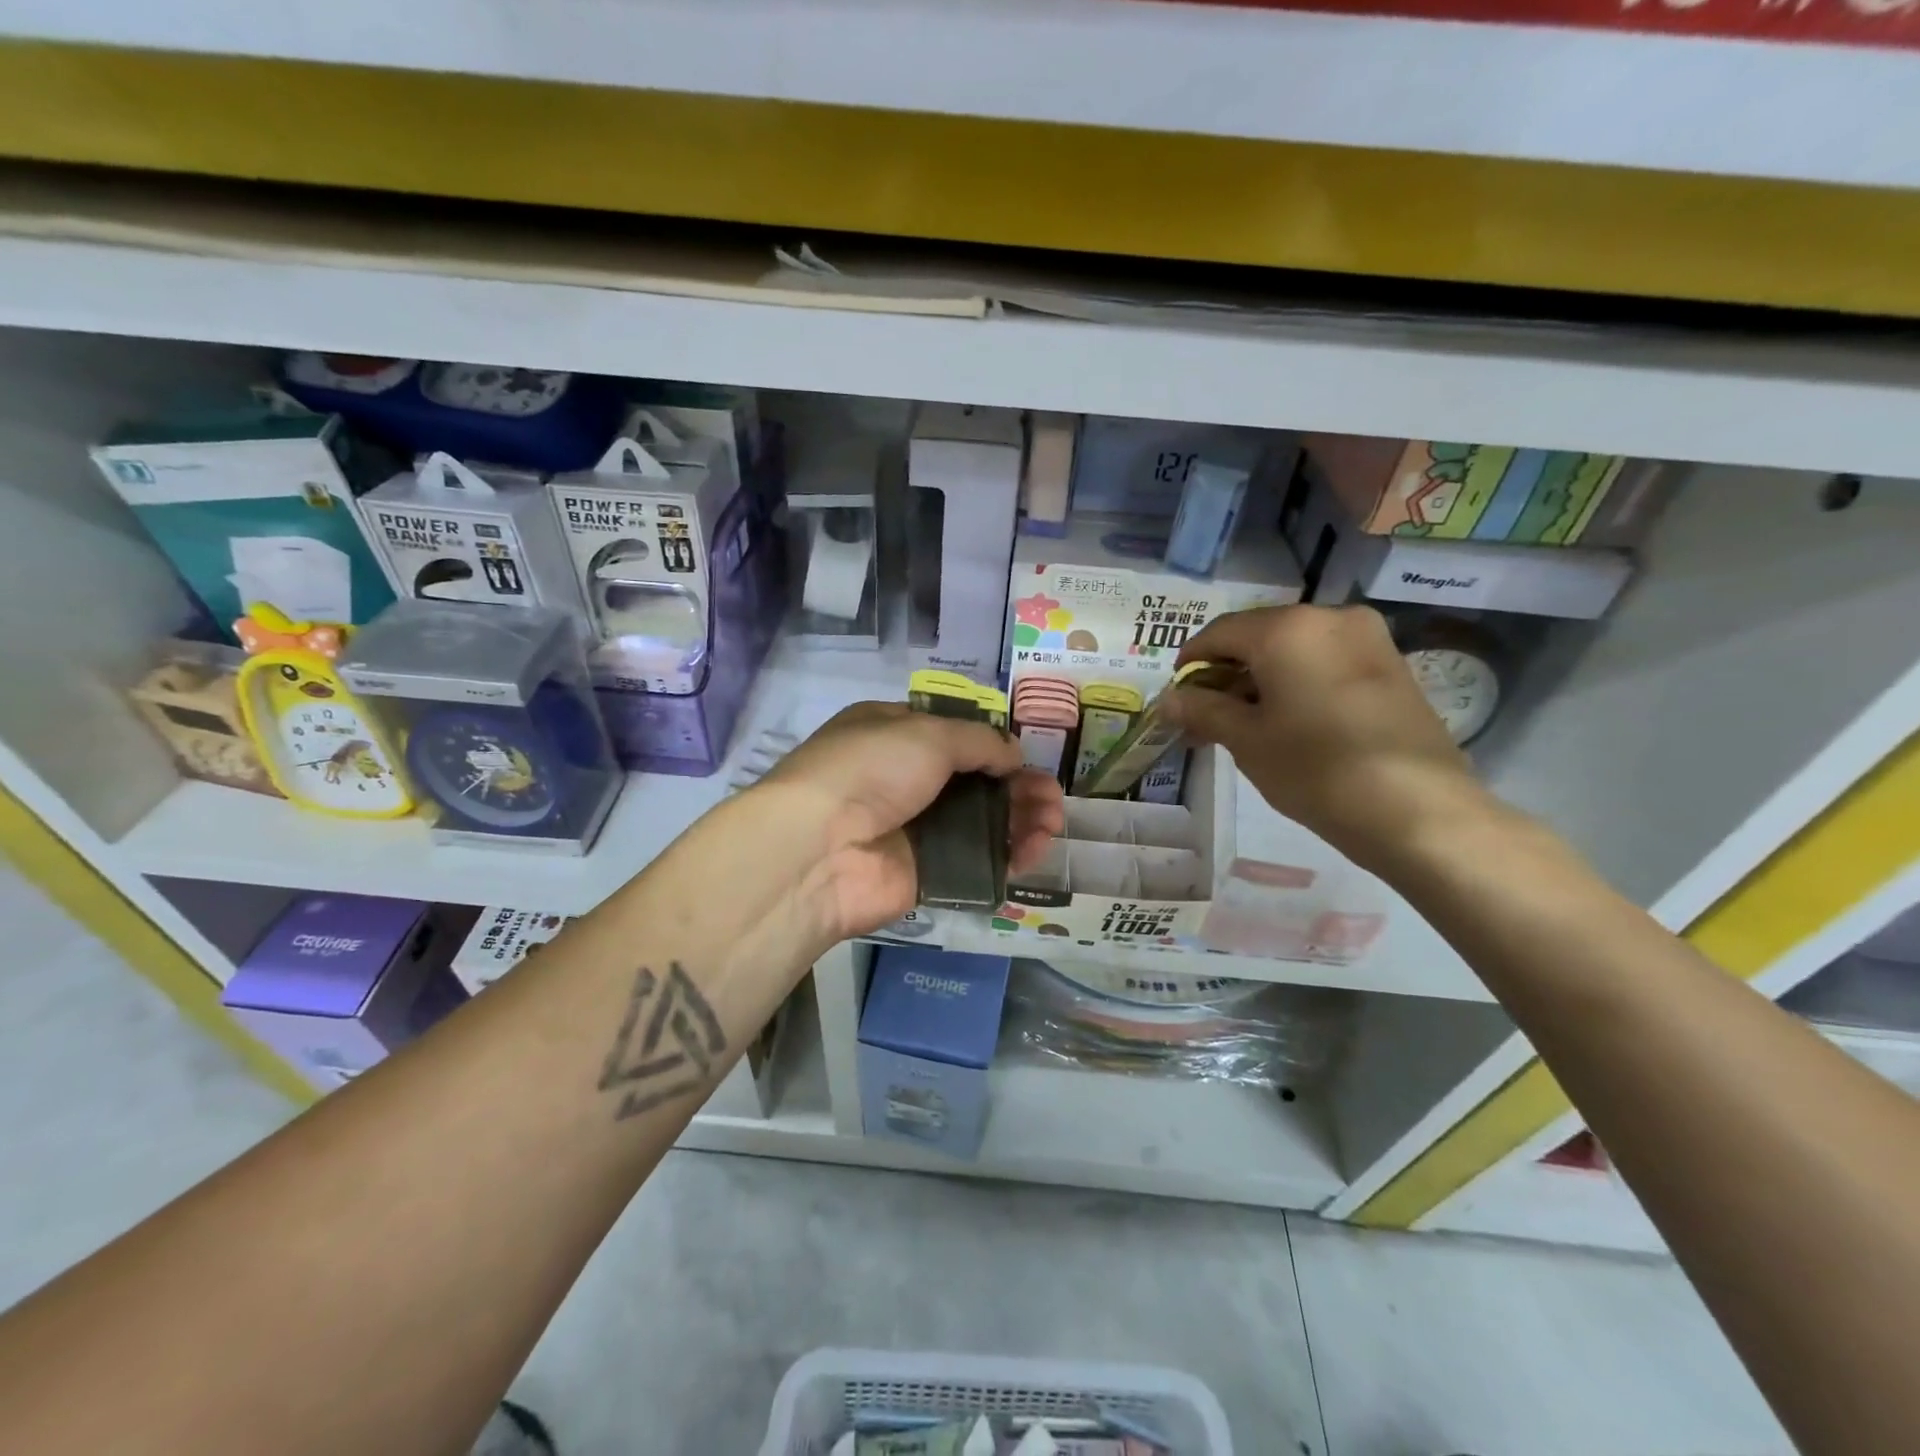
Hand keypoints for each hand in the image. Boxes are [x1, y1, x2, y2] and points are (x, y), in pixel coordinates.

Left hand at [752, 702, 1064, 940]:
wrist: (820, 848)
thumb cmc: (870, 769)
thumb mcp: (927, 734)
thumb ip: (979, 741)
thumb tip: (1012, 754)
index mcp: (896, 734)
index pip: (954, 735)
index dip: (993, 745)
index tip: (1024, 756)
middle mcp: (906, 779)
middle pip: (976, 781)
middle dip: (1019, 786)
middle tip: (1052, 799)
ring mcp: (916, 827)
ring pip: (982, 821)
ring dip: (1022, 819)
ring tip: (1052, 823)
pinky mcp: (927, 871)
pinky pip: (977, 860)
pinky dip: (1008, 855)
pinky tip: (1034, 850)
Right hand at [1165, 605, 1493, 870]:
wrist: (1418, 810)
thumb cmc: (1316, 769)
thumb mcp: (1246, 740)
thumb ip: (1202, 710)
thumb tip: (1167, 699)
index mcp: (1286, 628)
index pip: (1219, 633)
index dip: (1190, 663)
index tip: (1177, 697)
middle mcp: (1328, 616)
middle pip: (1258, 636)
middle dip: (1227, 673)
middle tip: (1207, 716)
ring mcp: (1366, 637)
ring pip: (1293, 648)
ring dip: (1261, 678)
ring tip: (1245, 723)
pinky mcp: (1390, 662)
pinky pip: (1325, 660)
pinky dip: (1297, 680)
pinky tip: (1289, 719)